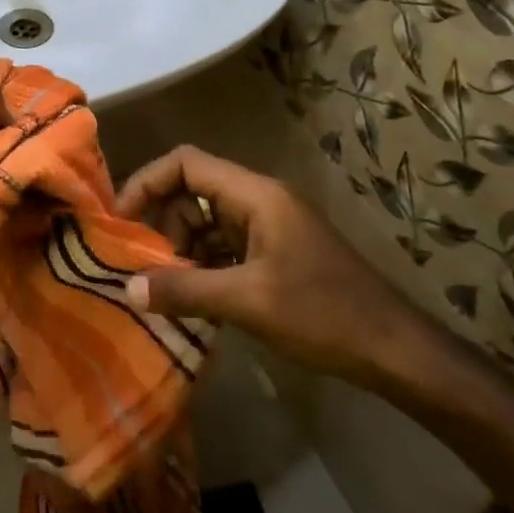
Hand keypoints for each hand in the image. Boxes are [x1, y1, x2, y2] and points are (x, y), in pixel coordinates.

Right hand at [116, 145, 434, 388]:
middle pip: (192, 192)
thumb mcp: (247, 302)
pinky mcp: (273, 253)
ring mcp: (268, 227)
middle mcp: (259, 201)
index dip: (147, 182)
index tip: (120, 220)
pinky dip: (201, 266)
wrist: (393, 348)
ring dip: (180, 250)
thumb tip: (127, 287)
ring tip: (162, 289)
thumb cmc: (323, 314)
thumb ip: (185, 289)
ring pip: (205, 222)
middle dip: (162, 225)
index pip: (186, 164)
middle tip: (142, 268)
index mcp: (255, 195)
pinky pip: (223, 247)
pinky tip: (191, 299)